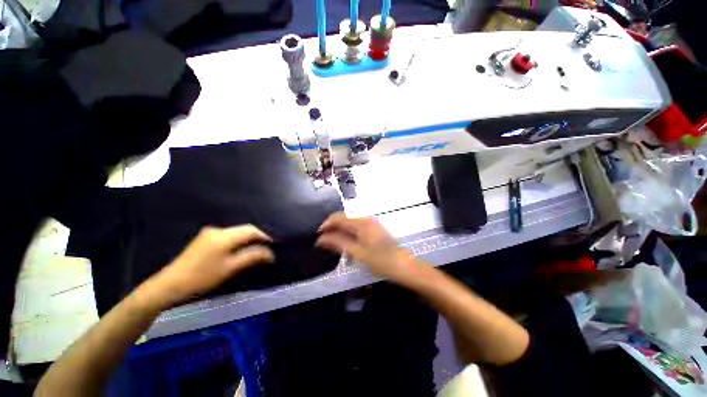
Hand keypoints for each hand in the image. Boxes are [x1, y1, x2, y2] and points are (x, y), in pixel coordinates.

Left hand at [143, 225, 273, 307]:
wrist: (169, 285)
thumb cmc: (202, 277)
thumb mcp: (230, 268)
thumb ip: (252, 257)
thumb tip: (271, 253)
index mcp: (224, 236)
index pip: (251, 230)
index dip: (264, 236)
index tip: (273, 245)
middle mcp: (217, 230)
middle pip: (244, 229)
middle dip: (257, 237)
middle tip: (266, 249)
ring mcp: (209, 233)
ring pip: (236, 232)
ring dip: (247, 239)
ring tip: (255, 250)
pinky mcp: (204, 239)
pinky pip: (228, 236)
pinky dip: (237, 241)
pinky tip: (239, 250)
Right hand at [316, 212, 419, 283]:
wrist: (403, 265)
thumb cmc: (380, 260)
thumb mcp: (357, 253)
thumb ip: (338, 243)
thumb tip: (321, 238)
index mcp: (361, 223)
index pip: (338, 218)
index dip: (326, 225)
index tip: (317, 236)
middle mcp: (365, 219)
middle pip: (344, 219)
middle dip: (333, 229)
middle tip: (325, 243)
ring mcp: (371, 223)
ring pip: (350, 224)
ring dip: (341, 233)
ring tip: (335, 246)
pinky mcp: (374, 229)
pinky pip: (357, 228)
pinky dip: (349, 235)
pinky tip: (348, 246)